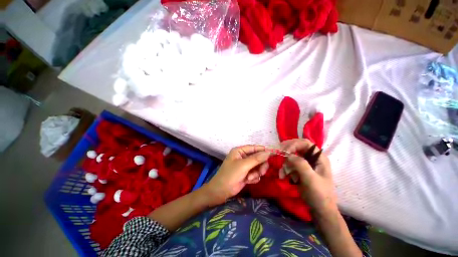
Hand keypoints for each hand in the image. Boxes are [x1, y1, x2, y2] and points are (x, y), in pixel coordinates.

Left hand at [205, 145, 270, 205]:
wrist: (221, 191)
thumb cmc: (230, 175)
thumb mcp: (243, 165)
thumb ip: (256, 159)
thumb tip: (268, 152)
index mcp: (240, 151)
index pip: (254, 148)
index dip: (263, 151)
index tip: (273, 155)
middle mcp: (243, 157)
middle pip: (258, 158)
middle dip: (260, 166)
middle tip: (261, 172)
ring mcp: (245, 166)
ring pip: (258, 166)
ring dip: (256, 173)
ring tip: (250, 178)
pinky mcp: (247, 174)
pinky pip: (256, 173)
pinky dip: (254, 177)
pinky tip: (248, 181)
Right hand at [281, 139, 337, 215]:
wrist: (320, 209)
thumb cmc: (319, 194)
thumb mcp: (311, 179)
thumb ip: (301, 165)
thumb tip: (289, 155)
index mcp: (319, 158)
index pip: (306, 143)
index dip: (294, 144)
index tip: (284, 151)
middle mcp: (313, 158)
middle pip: (297, 147)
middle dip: (287, 151)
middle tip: (278, 153)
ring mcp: (306, 163)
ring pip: (292, 156)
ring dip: (285, 162)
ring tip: (282, 173)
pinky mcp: (300, 169)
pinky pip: (290, 164)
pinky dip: (285, 168)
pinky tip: (283, 175)